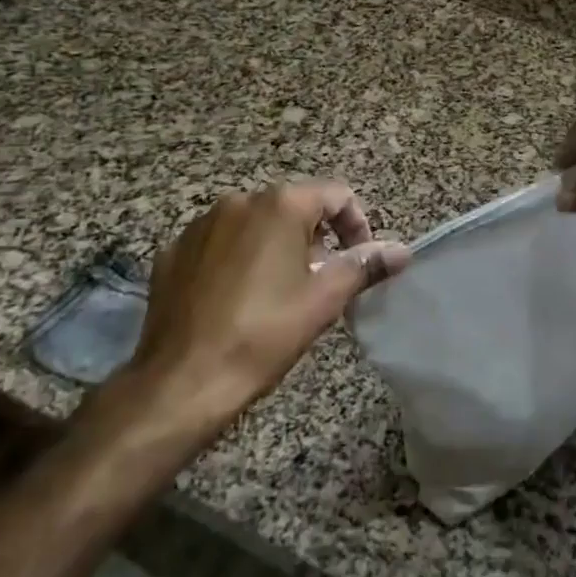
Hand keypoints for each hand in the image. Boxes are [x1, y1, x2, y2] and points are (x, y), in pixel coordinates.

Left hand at [95, 182, 409, 457]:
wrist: (182, 381)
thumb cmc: (264, 334)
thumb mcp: (325, 298)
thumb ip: (366, 265)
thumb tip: (402, 250)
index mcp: (280, 205)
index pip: (337, 195)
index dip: (358, 225)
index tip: (358, 263)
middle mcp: (238, 201)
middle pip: (295, 207)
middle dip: (317, 239)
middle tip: (323, 283)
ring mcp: (199, 225)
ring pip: (255, 224)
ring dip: (278, 248)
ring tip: (281, 293)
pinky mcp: (173, 252)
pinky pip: (220, 244)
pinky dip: (239, 260)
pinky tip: (238, 300)